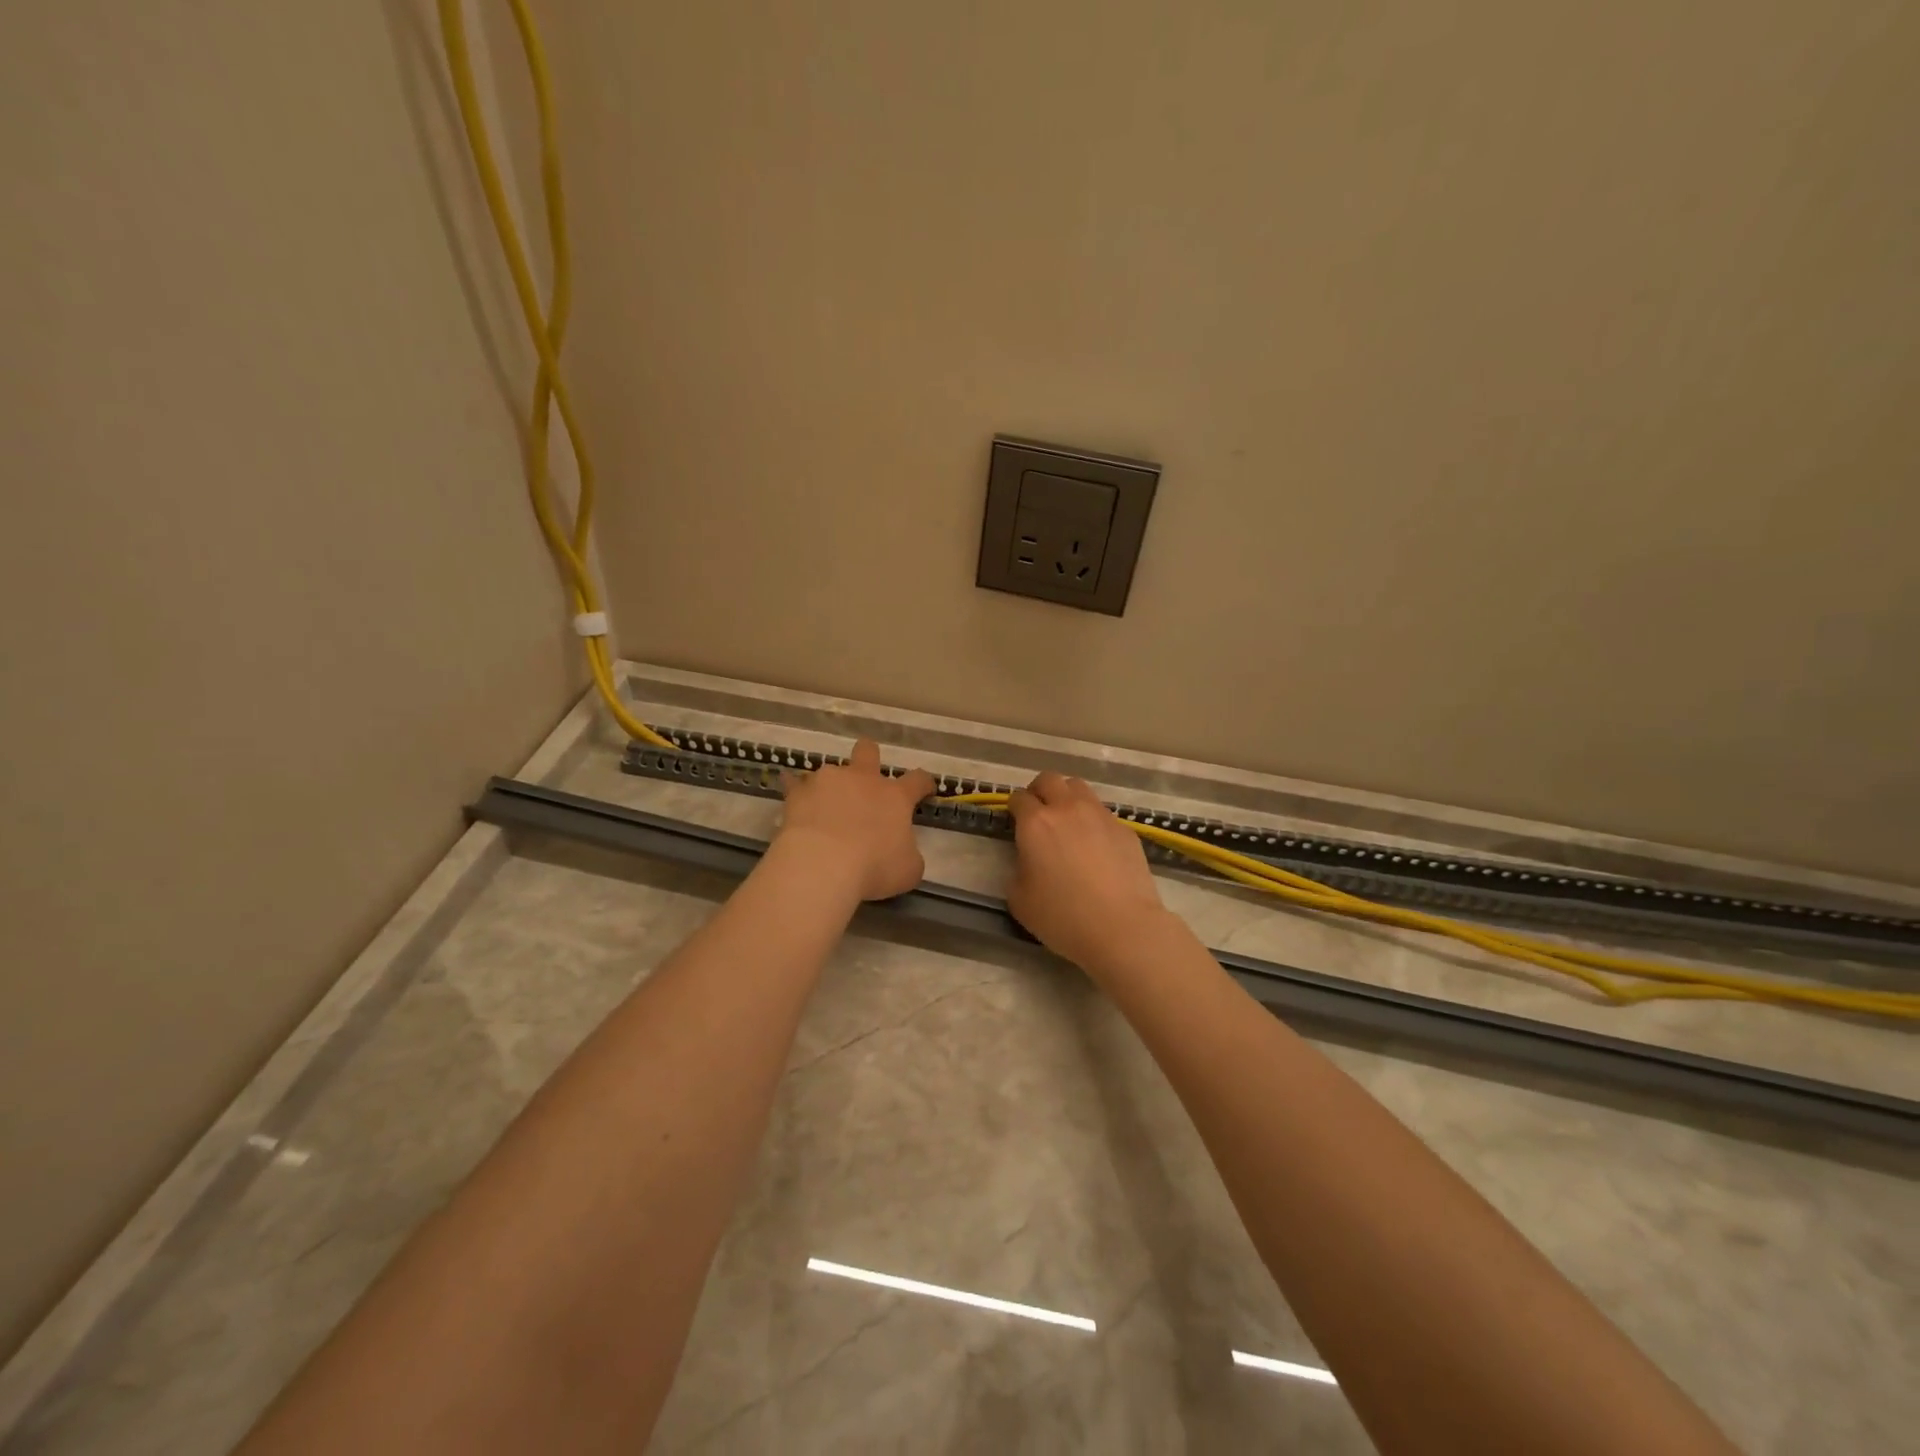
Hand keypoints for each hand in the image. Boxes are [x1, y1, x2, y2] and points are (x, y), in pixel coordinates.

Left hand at [777, 739, 936, 900]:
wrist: (822, 865)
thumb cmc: (873, 867)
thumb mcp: (908, 870)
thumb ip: (908, 854)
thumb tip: (903, 852)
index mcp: (895, 796)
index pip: (917, 780)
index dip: (923, 783)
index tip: (925, 790)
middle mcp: (862, 779)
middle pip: (868, 751)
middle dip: (869, 758)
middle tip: (866, 779)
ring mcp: (827, 781)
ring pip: (831, 771)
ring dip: (832, 787)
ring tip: (825, 809)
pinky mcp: (798, 793)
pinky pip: (795, 785)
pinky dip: (798, 793)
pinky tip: (795, 804)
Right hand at [1007, 771, 1168, 970]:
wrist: (1122, 928)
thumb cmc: (1062, 917)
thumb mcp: (1019, 900)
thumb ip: (1017, 870)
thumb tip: (1028, 860)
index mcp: (1036, 823)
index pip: (1018, 798)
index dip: (1013, 808)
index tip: (1014, 822)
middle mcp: (1067, 809)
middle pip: (1049, 779)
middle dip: (1039, 791)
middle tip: (1038, 814)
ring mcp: (1100, 815)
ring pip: (1079, 788)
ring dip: (1067, 798)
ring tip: (1067, 823)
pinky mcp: (1124, 829)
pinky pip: (1102, 813)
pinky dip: (1092, 821)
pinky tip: (1095, 847)